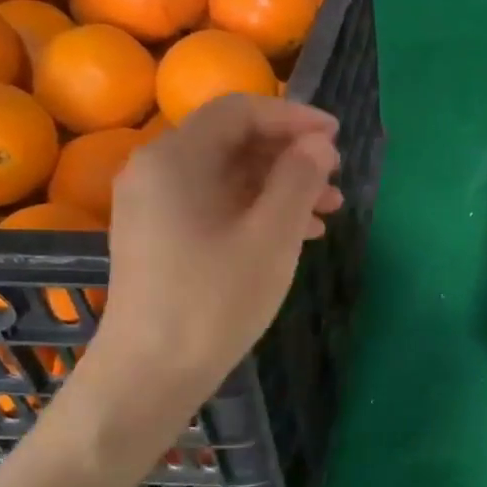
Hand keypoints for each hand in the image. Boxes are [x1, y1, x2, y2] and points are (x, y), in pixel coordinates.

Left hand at [68, 96, 342, 449]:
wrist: (149, 374)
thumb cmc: (214, 300)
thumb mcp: (271, 235)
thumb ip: (299, 179)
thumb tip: (318, 144)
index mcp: (176, 158)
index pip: (240, 111)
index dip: (293, 117)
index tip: (337, 137)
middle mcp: (156, 170)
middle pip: (233, 140)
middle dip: (291, 154)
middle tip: (336, 178)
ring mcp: (154, 205)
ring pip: (228, 174)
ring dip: (280, 184)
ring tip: (329, 210)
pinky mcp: (160, 235)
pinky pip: (215, 202)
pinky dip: (257, 208)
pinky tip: (298, 233)